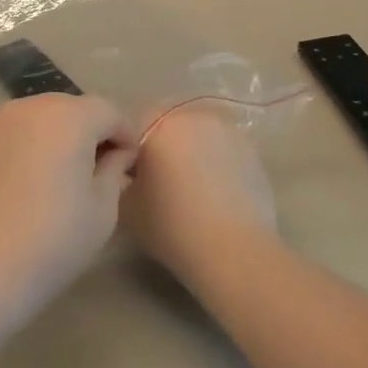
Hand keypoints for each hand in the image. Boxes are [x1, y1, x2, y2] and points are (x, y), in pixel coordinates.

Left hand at [0, 94, 136, 315]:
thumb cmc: (53, 240)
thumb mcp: (103, 210)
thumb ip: (114, 170)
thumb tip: (115, 155)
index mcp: (69, 116)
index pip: (109, 111)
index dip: (125, 135)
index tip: (128, 165)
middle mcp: (28, 107)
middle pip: (68, 109)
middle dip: (86, 132)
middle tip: (92, 170)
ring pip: (32, 120)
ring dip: (48, 138)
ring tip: (51, 177)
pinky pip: (2, 137)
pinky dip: (15, 151)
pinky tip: (14, 188)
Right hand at [124, 106, 276, 288]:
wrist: (235, 252)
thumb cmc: (172, 226)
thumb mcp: (125, 204)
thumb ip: (118, 176)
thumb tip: (123, 169)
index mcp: (158, 122)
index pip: (130, 126)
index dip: (125, 151)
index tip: (126, 177)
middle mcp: (193, 115)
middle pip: (165, 124)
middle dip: (158, 146)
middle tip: (154, 181)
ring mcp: (226, 129)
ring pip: (195, 134)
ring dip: (187, 151)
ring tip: (186, 187)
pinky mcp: (250, 149)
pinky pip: (220, 148)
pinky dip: (212, 161)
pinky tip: (212, 192)